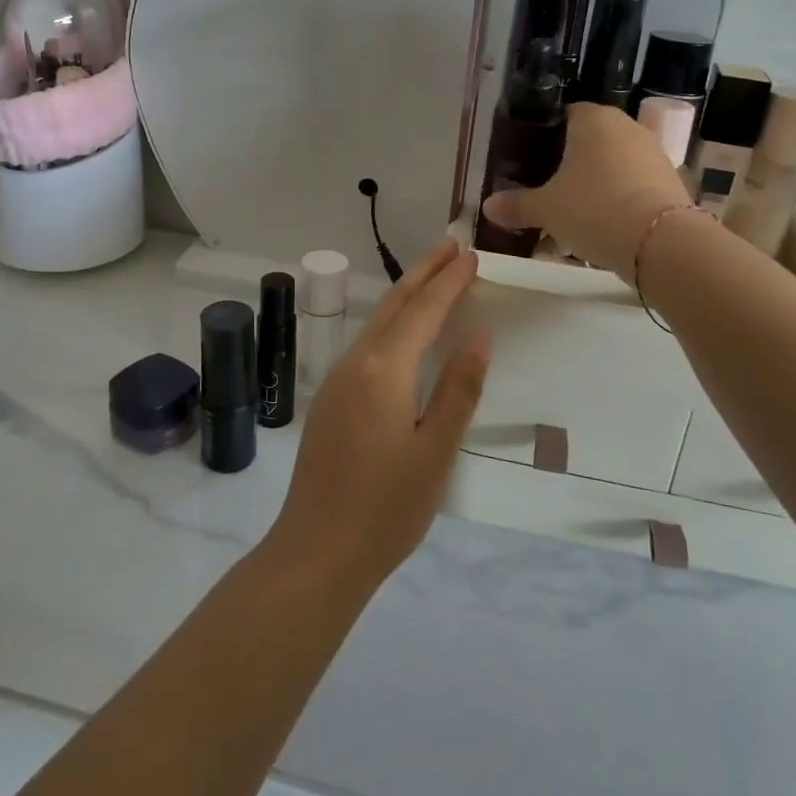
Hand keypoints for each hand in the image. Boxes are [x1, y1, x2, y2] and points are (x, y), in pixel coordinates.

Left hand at [265, 238, 490, 589]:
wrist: (317, 551)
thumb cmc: (387, 508)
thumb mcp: (437, 451)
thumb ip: (459, 389)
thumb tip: (479, 335)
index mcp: (385, 370)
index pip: (424, 311)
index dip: (449, 281)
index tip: (472, 255)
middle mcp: (357, 363)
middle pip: (394, 304)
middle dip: (424, 271)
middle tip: (451, 244)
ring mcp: (338, 380)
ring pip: (377, 321)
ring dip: (406, 294)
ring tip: (433, 275)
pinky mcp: (330, 399)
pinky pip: (367, 343)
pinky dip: (391, 322)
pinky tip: (403, 331)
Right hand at [481, 103, 691, 280]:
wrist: (660, 243)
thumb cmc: (593, 209)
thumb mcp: (545, 209)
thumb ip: (516, 205)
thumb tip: (487, 206)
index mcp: (594, 120)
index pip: (565, 115)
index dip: (545, 136)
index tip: (530, 162)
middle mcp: (627, 128)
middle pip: (590, 142)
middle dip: (569, 166)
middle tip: (546, 192)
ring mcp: (654, 154)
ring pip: (613, 167)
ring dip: (594, 187)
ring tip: (572, 219)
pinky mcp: (671, 183)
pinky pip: (633, 187)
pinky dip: (617, 203)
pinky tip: (602, 230)